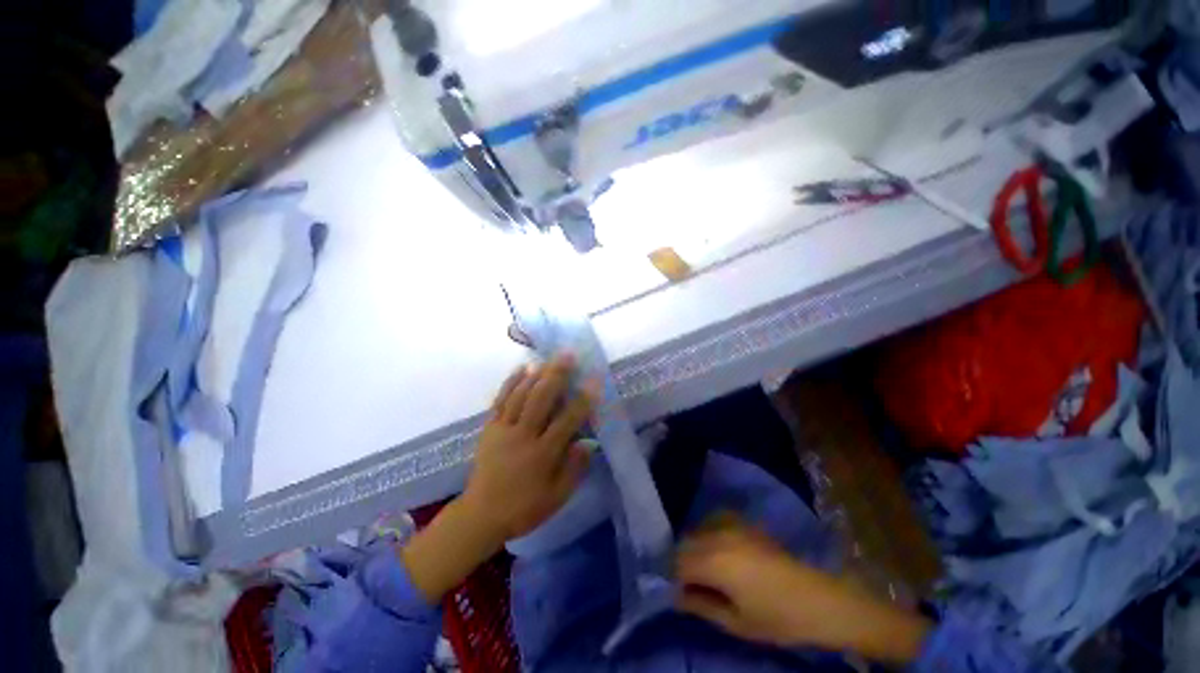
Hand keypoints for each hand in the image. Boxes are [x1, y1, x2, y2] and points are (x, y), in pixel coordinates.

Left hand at [401, 355, 596, 603]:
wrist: (481, 514)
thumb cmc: (524, 507)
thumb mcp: (557, 497)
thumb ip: (574, 469)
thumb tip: (589, 442)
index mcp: (542, 454)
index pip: (567, 421)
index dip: (582, 399)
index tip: (594, 380)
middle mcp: (523, 436)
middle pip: (541, 399)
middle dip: (557, 375)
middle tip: (568, 355)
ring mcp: (503, 429)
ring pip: (521, 395)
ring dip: (536, 374)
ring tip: (549, 357)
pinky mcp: (490, 427)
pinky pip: (501, 400)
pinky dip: (511, 382)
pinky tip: (522, 368)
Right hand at [676, 519, 930, 662]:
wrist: (818, 599)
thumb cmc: (777, 618)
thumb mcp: (735, 622)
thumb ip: (700, 605)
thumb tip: (675, 596)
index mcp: (714, 561)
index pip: (678, 563)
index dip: (673, 579)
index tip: (678, 594)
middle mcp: (718, 536)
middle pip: (685, 544)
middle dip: (681, 564)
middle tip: (690, 587)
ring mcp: (731, 525)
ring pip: (697, 531)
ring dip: (694, 549)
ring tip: (704, 573)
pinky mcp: (743, 523)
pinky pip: (713, 523)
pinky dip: (707, 535)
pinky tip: (718, 554)